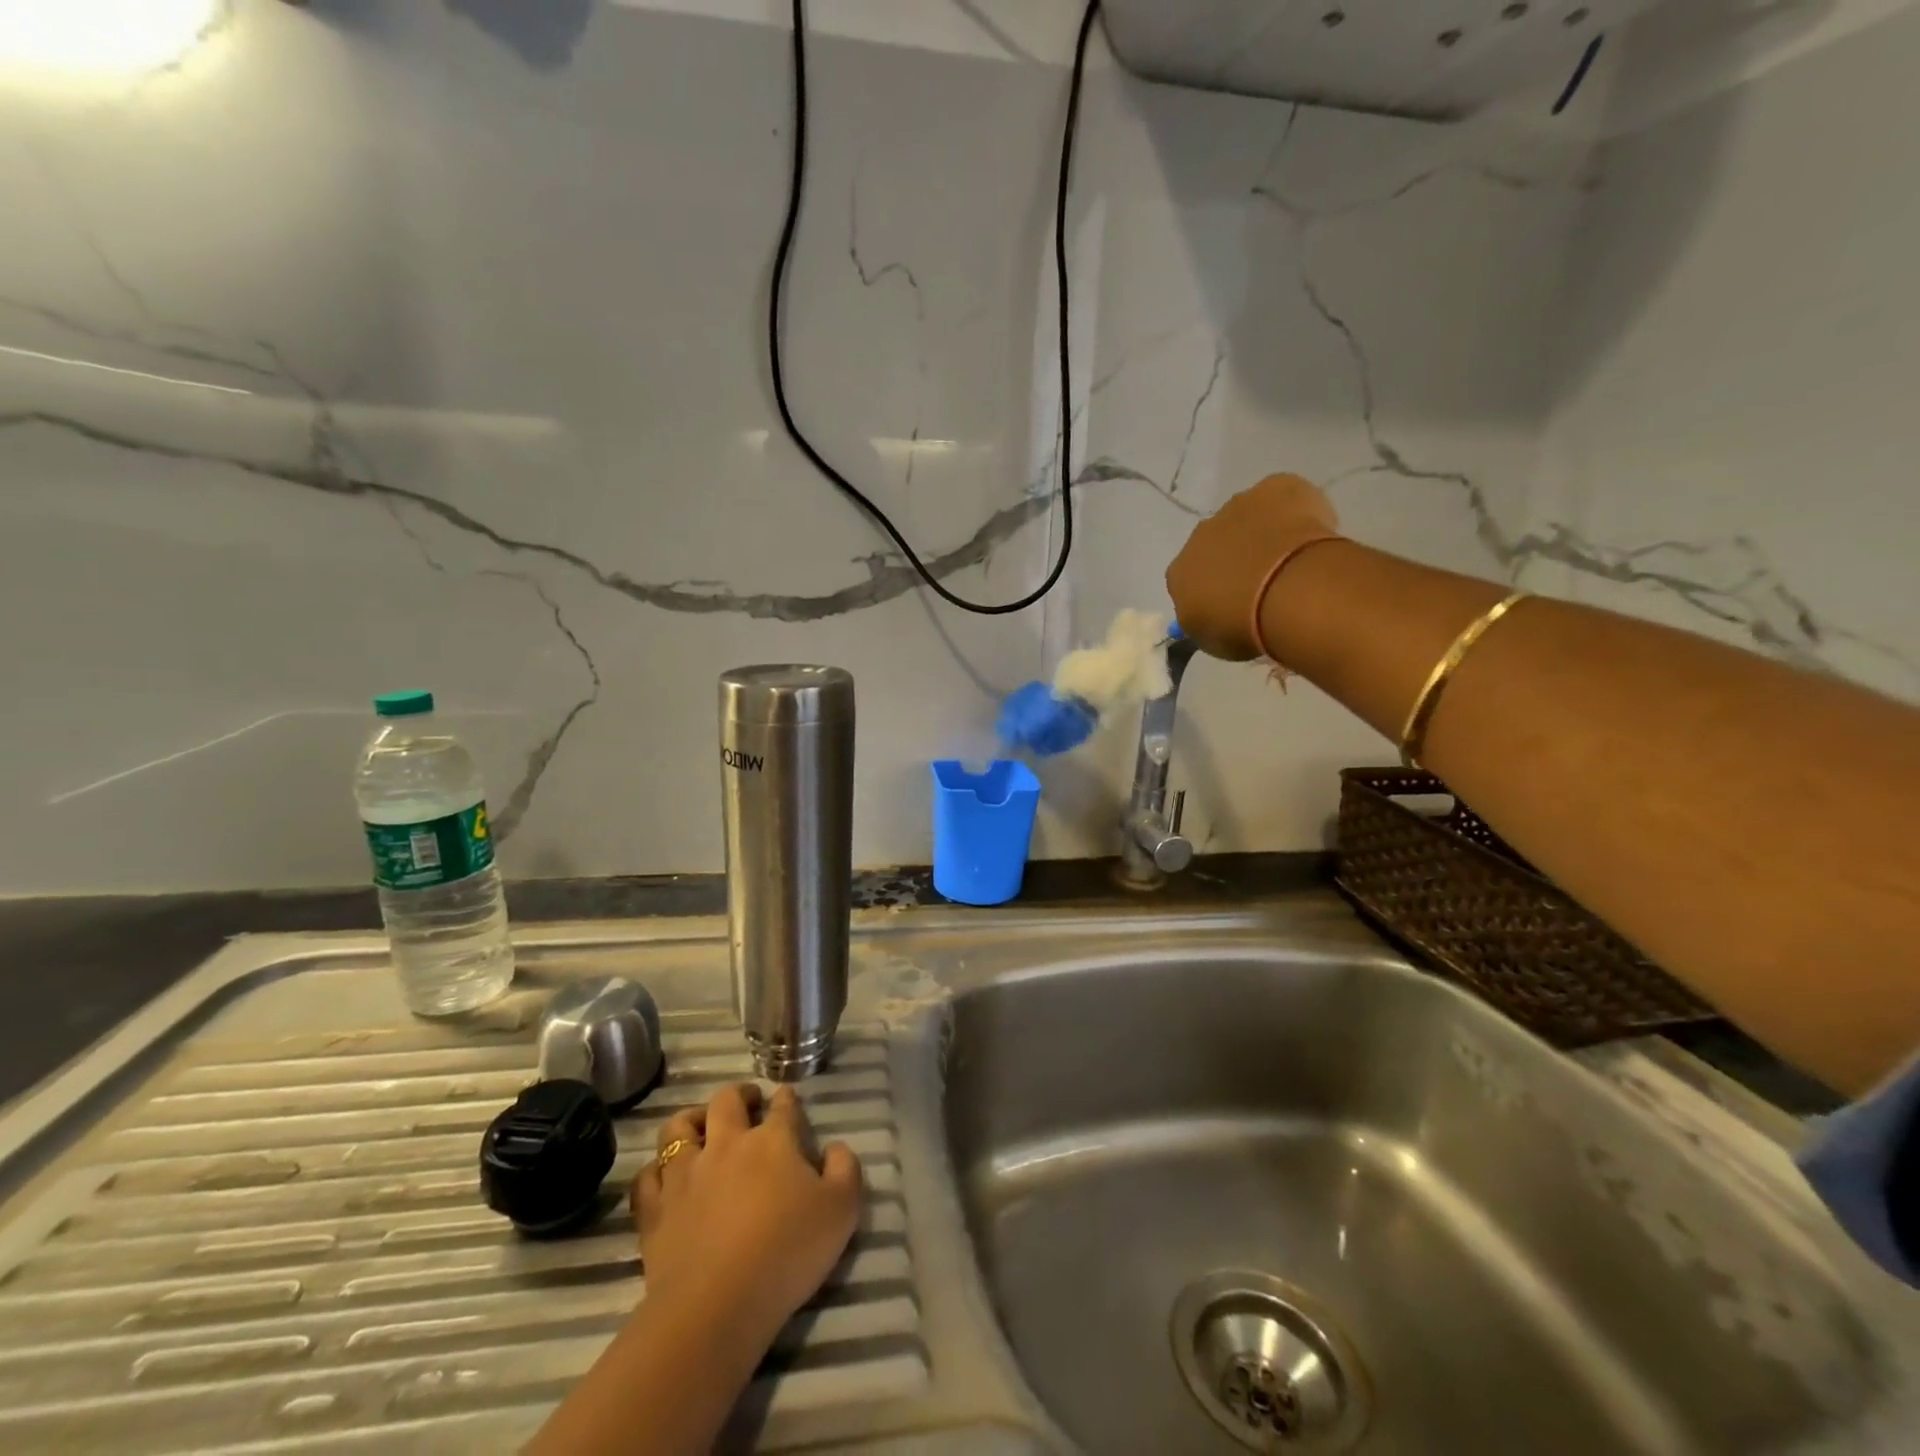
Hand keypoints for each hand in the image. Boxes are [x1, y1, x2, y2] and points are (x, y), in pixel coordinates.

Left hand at [634, 1083, 862, 1355]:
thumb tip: (835, 1148)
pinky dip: (655, 1170)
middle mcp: (727, 1143)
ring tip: (701, 1126)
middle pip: (727, 1100)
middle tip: (748, 1102)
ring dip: (691, 1119)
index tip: (789, 1101)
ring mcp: (686, 1174)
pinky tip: (664, 1176)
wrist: (716, 1306)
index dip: (788, 1099)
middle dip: (739, 1094)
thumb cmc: (787, 1252)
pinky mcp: (655, 1210)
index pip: (783, 1105)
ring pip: (679, 1128)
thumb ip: (846, 1170)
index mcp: (773, 1140)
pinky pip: (647, 1176)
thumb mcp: (842, 1211)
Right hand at [1166, 473, 1338, 659]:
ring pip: (1248, 518)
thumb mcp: (1211, 640)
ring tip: (1291, 560)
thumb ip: (1205, 621)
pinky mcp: (1276, 487)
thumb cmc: (1243, 625)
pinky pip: (1284, 497)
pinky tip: (1312, 534)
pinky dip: (1296, 511)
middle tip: (1264, 583)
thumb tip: (1208, 611)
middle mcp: (1200, 534)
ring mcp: (1238, 506)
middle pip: (1216, 544)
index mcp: (1179, 572)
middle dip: (1235, 557)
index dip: (1210, 590)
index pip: (1188, 580)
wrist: (1287, 591)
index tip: (1232, 604)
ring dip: (1263, 533)